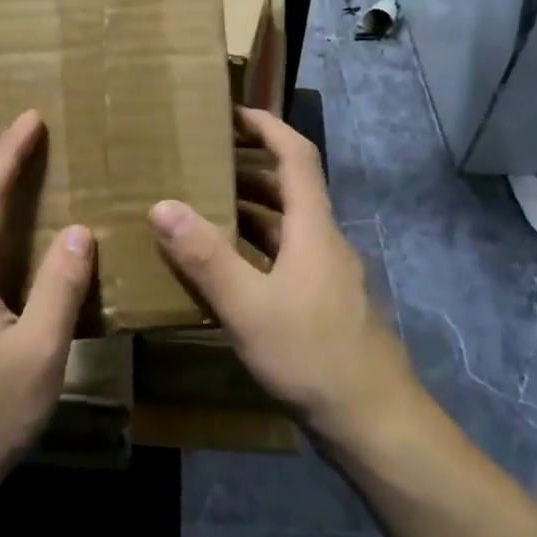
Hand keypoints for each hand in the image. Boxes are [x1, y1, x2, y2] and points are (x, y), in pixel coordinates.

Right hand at [151, 107, 420, 452]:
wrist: (375, 424)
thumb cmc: (313, 356)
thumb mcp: (249, 307)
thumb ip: (206, 257)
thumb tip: (162, 205)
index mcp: (313, 228)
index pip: (296, 156)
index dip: (267, 127)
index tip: (232, 112)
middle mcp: (323, 242)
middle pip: (288, 189)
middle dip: (246, 169)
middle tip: (199, 163)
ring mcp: (325, 276)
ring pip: (284, 227)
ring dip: (247, 212)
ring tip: (200, 209)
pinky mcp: (321, 305)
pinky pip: (283, 259)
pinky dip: (252, 251)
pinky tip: (223, 272)